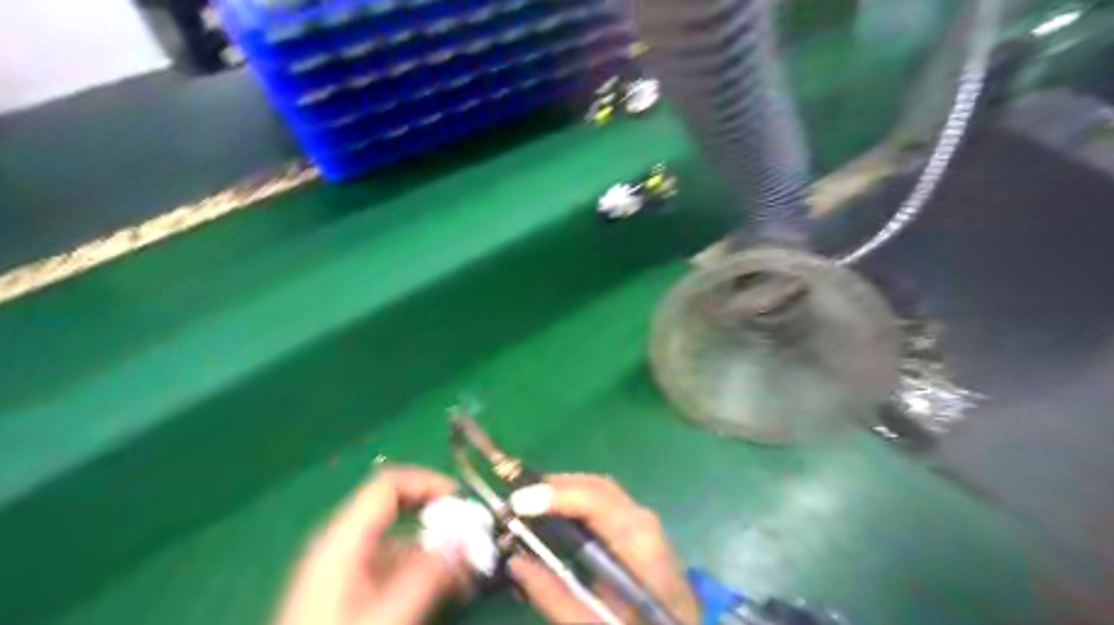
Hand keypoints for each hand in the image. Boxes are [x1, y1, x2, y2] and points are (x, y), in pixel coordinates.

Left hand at [277, 465, 469, 621]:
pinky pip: (392, 565)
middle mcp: (341, 544)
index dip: (428, 482)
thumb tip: (466, 540)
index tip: (463, 501)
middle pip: (397, 509)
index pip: (389, 484)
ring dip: (436, 550)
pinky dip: (422, 571)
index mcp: (341, 539)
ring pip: (398, 540)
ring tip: (468, 573)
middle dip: (439, 518)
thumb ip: (427, 577)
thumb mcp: (385, 616)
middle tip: (473, 535)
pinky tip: (445, 591)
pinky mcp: (348, 591)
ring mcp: (343, 569)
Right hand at [509, 475, 693, 623]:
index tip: (518, 504)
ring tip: (528, 504)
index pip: (596, 500)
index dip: (556, 496)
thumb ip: (555, 596)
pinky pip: (602, 501)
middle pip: (595, 485)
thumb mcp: (595, 624)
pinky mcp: (637, 527)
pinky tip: (554, 514)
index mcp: (640, 543)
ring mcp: (643, 520)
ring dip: (563, 490)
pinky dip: (574, 500)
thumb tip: (516, 562)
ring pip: (598, 488)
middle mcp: (643, 520)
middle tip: (515, 501)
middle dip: (554, 486)